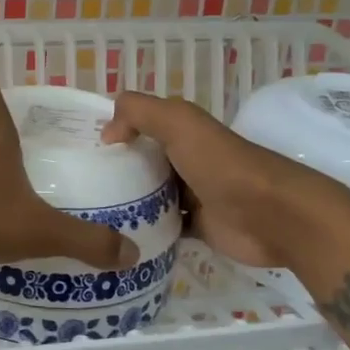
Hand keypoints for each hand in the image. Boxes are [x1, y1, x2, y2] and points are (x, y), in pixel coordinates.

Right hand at [102, 91, 338, 268]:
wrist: (272, 216)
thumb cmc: (223, 165)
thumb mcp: (179, 123)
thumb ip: (139, 113)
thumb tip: (107, 133)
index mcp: (184, 132)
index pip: (141, 126)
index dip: (114, 132)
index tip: (80, 149)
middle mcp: (188, 160)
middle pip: (143, 162)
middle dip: (115, 170)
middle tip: (77, 186)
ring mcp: (195, 195)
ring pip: (151, 196)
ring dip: (127, 202)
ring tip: (89, 214)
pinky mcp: (199, 227)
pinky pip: (164, 227)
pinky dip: (145, 230)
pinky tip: (118, 236)